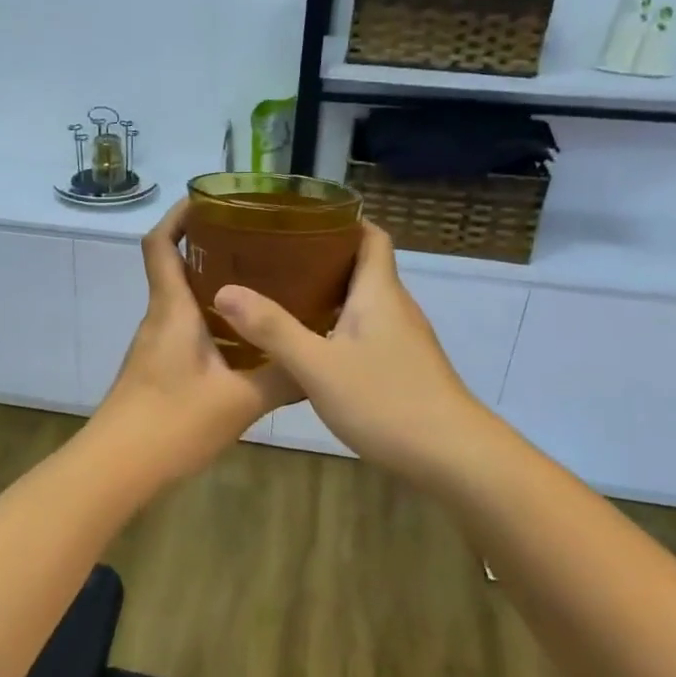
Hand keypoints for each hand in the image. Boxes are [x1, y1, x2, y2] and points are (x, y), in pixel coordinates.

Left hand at [89, 200, 297, 480]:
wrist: (116, 468)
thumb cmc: (172, 422)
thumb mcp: (239, 401)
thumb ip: (282, 379)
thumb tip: (320, 364)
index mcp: (172, 310)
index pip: (160, 244)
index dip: (178, 216)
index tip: (210, 201)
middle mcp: (158, 319)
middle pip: (174, 268)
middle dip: (210, 249)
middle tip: (259, 245)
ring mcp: (153, 347)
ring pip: (181, 303)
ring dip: (213, 289)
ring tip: (262, 288)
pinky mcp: (155, 371)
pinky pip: (184, 332)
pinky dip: (210, 324)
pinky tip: (243, 343)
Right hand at [213, 223, 490, 482]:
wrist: (451, 455)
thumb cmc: (385, 400)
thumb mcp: (317, 366)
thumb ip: (272, 329)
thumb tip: (224, 290)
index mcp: (378, 292)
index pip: (370, 236)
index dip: (341, 222)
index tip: (300, 221)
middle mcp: (394, 307)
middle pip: (362, 267)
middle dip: (321, 258)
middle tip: (274, 260)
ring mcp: (403, 338)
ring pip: (363, 302)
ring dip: (327, 295)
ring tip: (281, 298)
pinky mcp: (403, 366)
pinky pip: (366, 331)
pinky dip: (337, 326)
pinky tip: (310, 347)